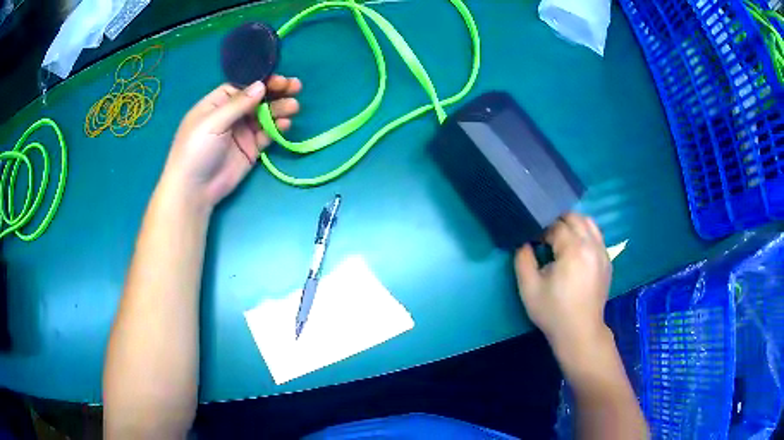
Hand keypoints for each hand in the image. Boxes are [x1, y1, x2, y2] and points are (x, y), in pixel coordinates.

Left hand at [163, 76, 301, 206]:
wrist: (195, 190)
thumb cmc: (196, 149)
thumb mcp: (213, 122)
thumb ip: (238, 104)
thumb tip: (261, 85)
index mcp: (218, 103)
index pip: (243, 86)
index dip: (262, 81)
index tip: (279, 80)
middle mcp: (231, 114)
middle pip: (258, 98)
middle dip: (276, 91)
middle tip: (295, 87)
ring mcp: (242, 132)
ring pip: (265, 115)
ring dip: (280, 108)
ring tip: (294, 107)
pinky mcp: (251, 149)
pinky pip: (267, 134)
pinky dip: (277, 128)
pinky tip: (285, 124)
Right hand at [514, 213, 611, 349]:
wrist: (580, 333)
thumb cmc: (553, 312)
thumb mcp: (529, 288)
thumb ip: (523, 259)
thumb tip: (523, 242)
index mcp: (574, 248)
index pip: (555, 225)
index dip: (540, 230)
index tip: (531, 241)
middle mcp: (592, 244)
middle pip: (574, 217)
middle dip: (557, 221)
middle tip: (544, 237)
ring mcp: (602, 252)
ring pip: (589, 223)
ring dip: (573, 224)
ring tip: (560, 239)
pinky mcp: (607, 261)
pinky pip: (597, 236)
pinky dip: (585, 234)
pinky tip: (575, 250)